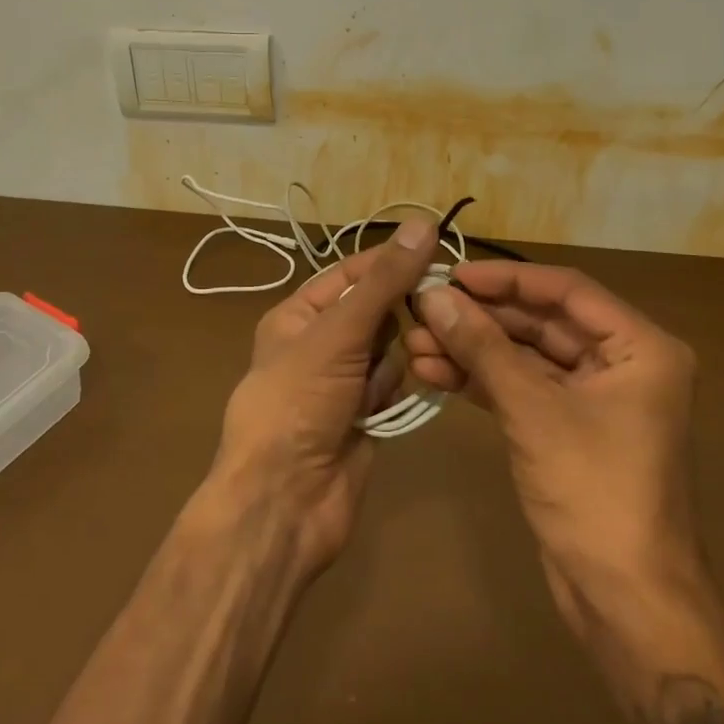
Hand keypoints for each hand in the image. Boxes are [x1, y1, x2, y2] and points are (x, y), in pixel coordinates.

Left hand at [208, 219, 439, 575]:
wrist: (284, 500)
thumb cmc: (298, 402)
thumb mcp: (338, 332)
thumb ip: (384, 281)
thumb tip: (422, 223)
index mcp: (298, 316)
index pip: (351, 273)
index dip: (390, 263)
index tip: (438, 252)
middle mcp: (319, 344)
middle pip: (376, 311)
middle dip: (397, 315)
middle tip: (430, 313)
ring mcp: (342, 383)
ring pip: (390, 349)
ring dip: (394, 360)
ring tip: (381, 378)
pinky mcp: (364, 416)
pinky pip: (392, 386)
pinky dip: (393, 391)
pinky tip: (380, 407)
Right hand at [407, 263, 703, 632]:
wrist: (624, 601)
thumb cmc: (594, 492)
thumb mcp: (533, 411)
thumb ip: (482, 347)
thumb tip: (431, 295)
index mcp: (640, 347)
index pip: (566, 291)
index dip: (506, 279)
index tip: (451, 274)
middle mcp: (621, 363)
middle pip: (542, 321)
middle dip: (481, 318)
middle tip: (423, 308)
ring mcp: (593, 397)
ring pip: (526, 356)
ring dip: (473, 349)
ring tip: (414, 342)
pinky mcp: (567, 427)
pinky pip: (521, 388)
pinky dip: (481, 380)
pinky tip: (434, 371)